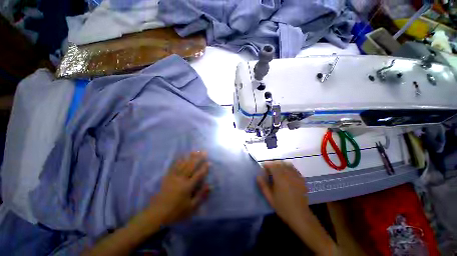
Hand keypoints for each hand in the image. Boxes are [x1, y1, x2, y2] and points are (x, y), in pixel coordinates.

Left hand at [147, 152, 209, 225]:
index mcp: (187, 186)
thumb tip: (210, 186)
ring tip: (194, 151)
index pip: (198, 175)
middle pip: (191, 166)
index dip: (204, 168)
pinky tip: (181, 157)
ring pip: (183, 164)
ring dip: (189, 157)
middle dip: (198, 158)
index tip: (209, 162)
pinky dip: (178, 161)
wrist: (156, 215)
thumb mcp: (191, 207)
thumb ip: (201, 196)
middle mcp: (181, 179)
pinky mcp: (167, 178)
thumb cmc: (176, 212)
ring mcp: (173, 177)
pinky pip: (173, 167)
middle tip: (203, 152)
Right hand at [256, 161, 310, 226]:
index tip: (263, 168)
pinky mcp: (301, 179)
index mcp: (280, 178)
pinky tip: (287, 174)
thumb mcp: (270, 198)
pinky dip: (289, 168)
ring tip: (278, 170)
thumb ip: (263, 185)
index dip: (267, 164)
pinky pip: (294, 169)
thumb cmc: (283, 207)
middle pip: (279, 163)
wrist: (300, 216)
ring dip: (281, 165)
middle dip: (273, 164)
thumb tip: (258, 176)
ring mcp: (296, 176)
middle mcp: (288, 174)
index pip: (272, 165)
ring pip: (287, 164)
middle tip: (269, 170)